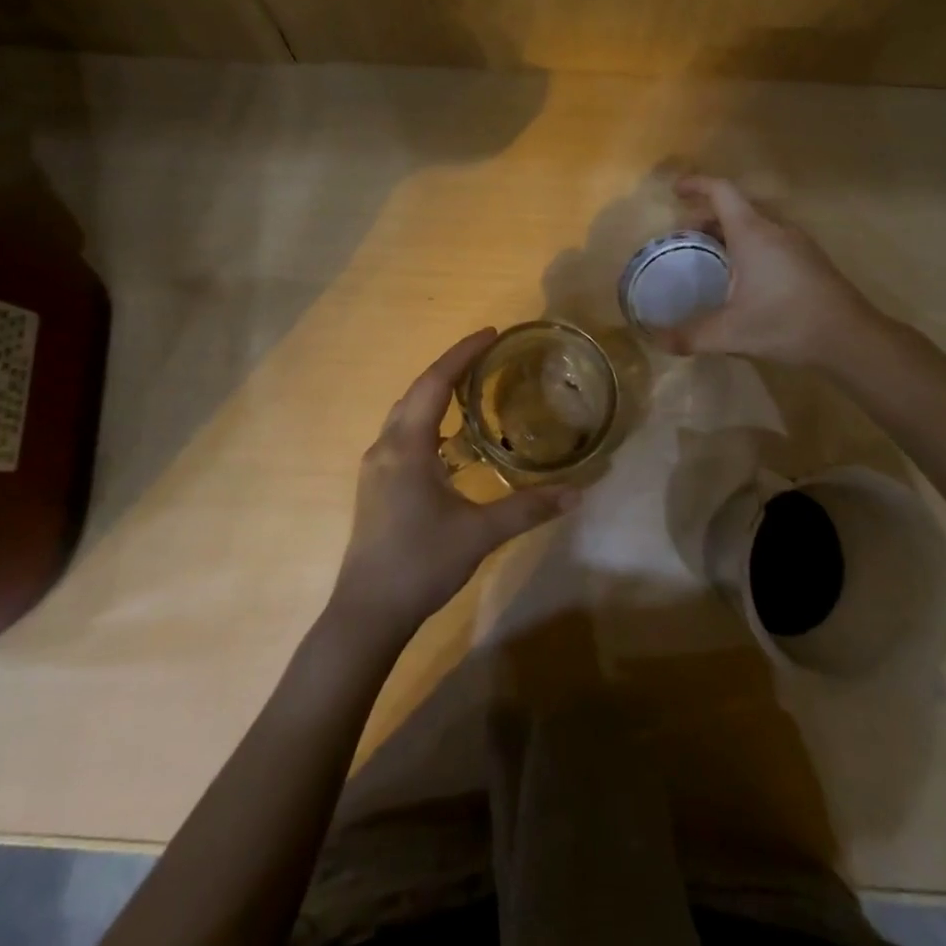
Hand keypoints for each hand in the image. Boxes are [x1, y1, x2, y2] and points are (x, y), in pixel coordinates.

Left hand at [330, 330, 575, 637]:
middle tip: (487, 356)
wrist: (367, 613)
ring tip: (472, 388)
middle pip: (417, 391)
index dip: (462, 354)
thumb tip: (578, 492)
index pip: (435, 383)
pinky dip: (427, 421)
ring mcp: (375, 467)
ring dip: (436, 394)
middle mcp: (385, 447)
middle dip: (450, 368)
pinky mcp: (376, 485)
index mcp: (406, 446)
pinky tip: (451, 440)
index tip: (491, 333)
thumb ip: (528, 508)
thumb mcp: (480, 534)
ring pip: (406, 413)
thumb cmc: (420, 564)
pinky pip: (403, 435)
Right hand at [657, 175, 885, 369]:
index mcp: (753, 233)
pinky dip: (747, 245)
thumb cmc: (786, 323)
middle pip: (735, 208)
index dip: (696, 185)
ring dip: (728, 232)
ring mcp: (797, 242)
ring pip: (755, 223)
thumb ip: (690, 336)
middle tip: (684, 239)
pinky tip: (742, 277)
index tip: (675, 191)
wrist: (850, 338)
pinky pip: (770, 238)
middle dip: (705, 217)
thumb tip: (658, 341)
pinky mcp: (809, 259)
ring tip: (709, 257)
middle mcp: (775, 228)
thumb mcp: (731, 333)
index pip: (721, 191)